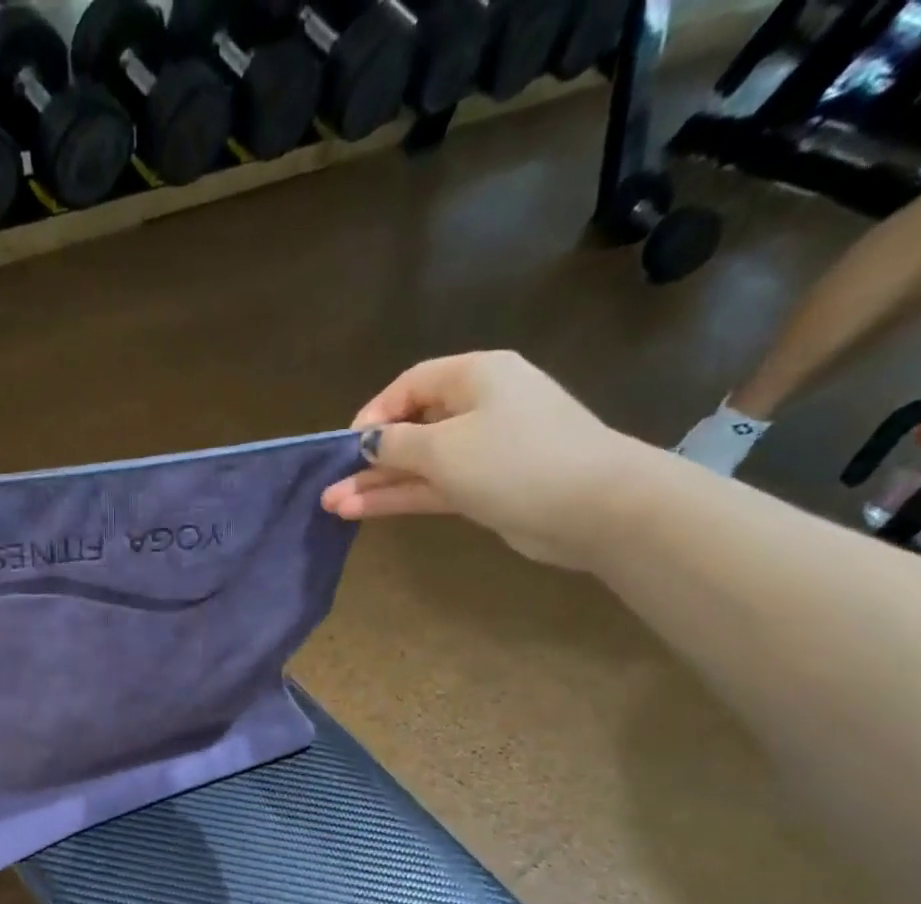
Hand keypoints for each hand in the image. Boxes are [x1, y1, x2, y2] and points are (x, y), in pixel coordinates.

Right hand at [321, 351, 639, 569]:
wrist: (591, 506)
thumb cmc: (513, 460)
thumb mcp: (444, 447)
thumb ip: (396, 444)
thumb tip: (368, 442)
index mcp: (476, 376)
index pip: (411, 384)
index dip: (374, 413)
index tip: (347, 446)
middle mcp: (480, 406)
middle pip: (412, 427)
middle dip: (369, 458)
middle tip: (329, 484)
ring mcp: (485, 450)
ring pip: (420, 463)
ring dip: (378, 483)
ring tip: (333, 505)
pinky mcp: (488, 487)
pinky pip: (435, 486)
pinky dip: (402, 496)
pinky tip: (364, 510)